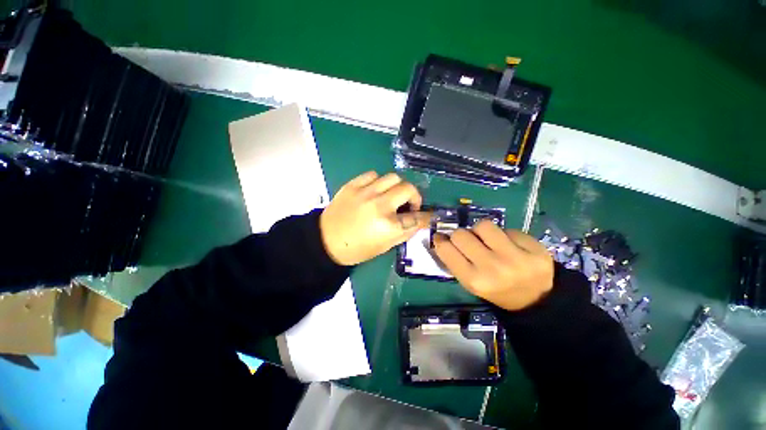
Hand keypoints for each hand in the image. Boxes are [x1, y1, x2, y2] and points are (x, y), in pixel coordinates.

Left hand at [320, 171, 431, 265]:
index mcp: (387, 226)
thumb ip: (404, 232)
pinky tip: (375, 190)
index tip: (428, 215)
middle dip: (415, 197)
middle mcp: (379, 205)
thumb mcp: (384, 247)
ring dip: (398, 187)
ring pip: (393, 177)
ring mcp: (365, 192)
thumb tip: (417, 221)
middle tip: (409, 204)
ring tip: (391, 196)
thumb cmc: (356, 249)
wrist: (325, 241)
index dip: (426, 216)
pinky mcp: (352, 185)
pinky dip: (379, 181)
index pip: (416, 217)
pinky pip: (373, 174)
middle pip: (408, 189)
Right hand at [433, 220, 553, 310]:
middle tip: (468, 241)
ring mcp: (516, 257)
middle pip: (461, 234)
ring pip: (483, 225)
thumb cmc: (495, 290)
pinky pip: (508, 229)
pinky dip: (504, 235)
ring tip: (488, 240)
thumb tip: (441, 237)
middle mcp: (492, 268)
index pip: (445, 249)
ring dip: (481, 231)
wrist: (535, 300)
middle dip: (461, 236)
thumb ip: (455, 261)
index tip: (442, 238)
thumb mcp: (470, 283)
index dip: (441, 240)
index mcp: (474, 280)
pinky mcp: (535, 249)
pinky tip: (510, 246)